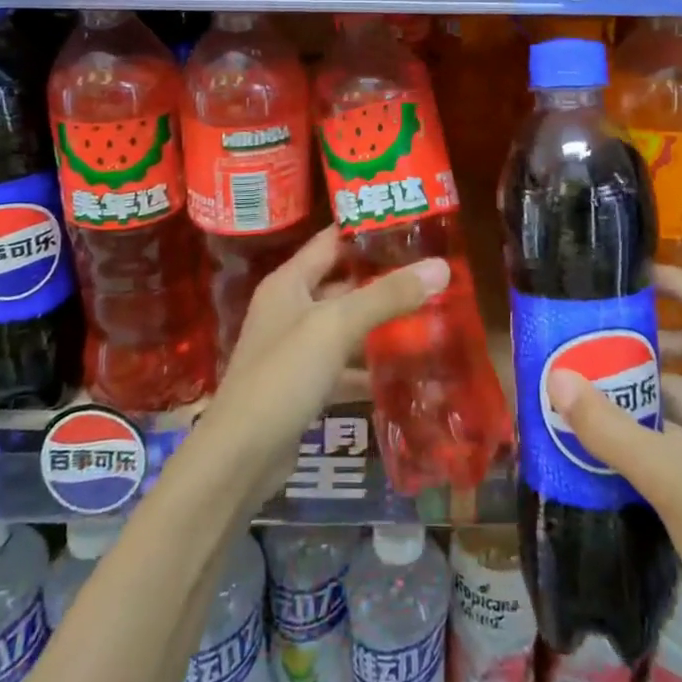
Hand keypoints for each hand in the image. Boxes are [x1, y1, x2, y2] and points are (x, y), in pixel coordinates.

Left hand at [197, 224, 447, 512]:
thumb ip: (387, 296)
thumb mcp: (336, 327)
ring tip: (432, 312)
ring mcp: (297, 349)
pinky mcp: (305, 385)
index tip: (414, 222)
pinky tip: (409, 367)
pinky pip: (345, 364)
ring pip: (347, 325)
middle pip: (344, 282)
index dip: (369, 228)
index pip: (333, 240)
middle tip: (434, 269)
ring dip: (383, 322)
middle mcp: (291, 308)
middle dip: (385, 277)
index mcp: (289, 281)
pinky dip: (372, 365)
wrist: (239, 459)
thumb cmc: (282, 376)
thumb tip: (442, 267)